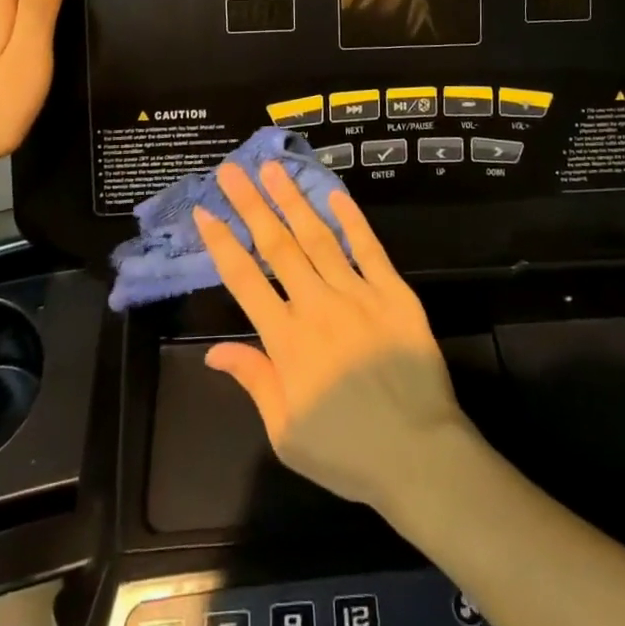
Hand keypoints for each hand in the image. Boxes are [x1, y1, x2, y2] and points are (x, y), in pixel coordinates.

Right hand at [194, 163, 466, 512]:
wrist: (419, 456)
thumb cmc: (347, 452)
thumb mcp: (287, 433)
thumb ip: (254, 381)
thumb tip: (215, 350)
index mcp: (288, 341)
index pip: (245, 280)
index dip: (222, 243)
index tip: (204, 210)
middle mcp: (318, 306)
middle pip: (278, 246)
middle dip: (251, 204)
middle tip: (232, 170)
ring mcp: (358, 294)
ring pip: (318, 237)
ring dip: (292, 200)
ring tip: (273, 169)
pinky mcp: (394, 292)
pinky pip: (368, 248)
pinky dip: (351, 219)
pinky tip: (334, 193)